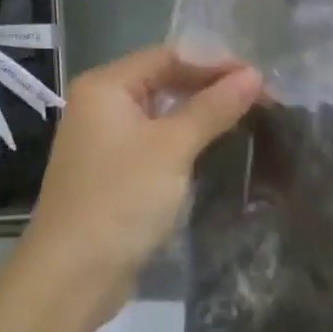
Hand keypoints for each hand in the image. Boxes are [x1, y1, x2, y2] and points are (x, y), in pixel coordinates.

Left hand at [20, 46, 261, 319]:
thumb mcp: (172, 147)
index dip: (216, 63)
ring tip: (246, 118)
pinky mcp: (113, 172)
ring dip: (200, 114)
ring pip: (161, 113)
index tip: (259, 78)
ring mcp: (104, 141)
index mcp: (106, 86)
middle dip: (211, 87)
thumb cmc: (121, 199)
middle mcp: (100, 105)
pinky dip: (184, 140)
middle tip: (260, 99)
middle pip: (164, 81)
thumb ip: (213, 107)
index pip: (169, 56)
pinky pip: (155, 142)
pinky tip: (214, 147)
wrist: (72, 275)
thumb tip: (254, 74)